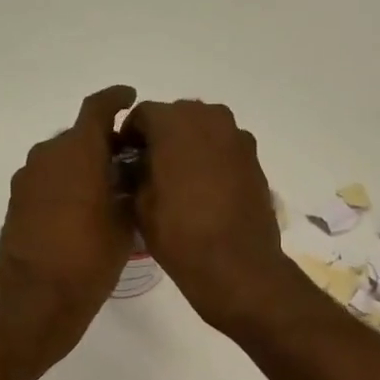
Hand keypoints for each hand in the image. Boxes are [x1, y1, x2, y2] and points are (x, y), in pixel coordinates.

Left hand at [0, 86, 137, 371]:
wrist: (35, 302)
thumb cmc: (89, 260)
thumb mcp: (124, 224)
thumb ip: (128, 190)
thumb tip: (128, 176)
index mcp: (77, 151)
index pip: (97, 108)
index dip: (116, 99)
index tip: (129, 99)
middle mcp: (46, 156)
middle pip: (79, 136)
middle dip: (104, 143)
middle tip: (129, 163)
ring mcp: (26, 180)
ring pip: (61, 160)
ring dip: (83, 167)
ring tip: (109, 191)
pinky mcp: (16, 204)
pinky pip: (47, 182)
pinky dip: (66, 186)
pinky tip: (84, 211)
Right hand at [126, 99, 298, 334]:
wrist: (236, 265)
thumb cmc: (179, 234)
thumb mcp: (140, 204)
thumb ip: (134, 173)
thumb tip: (136, 165)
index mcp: (174, 122)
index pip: (142, 115)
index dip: (129, 137)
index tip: (124, 161)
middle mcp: (209, 118)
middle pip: (176, 117)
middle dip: (161, 138)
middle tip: (150, 171)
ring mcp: (237, 138)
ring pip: (203, 131)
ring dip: (188, 148)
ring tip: (178, 183)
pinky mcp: (254, 160)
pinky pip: (224, 150)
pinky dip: (211, 161)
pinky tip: (204, 192)